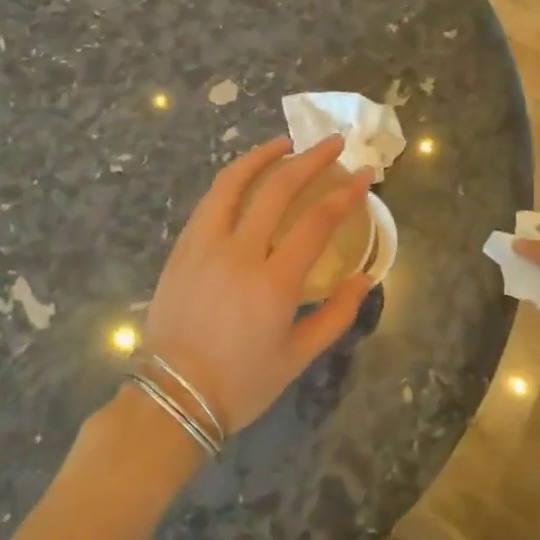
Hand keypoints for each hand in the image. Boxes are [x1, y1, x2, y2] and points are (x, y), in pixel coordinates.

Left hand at [141, 136, 374, 437]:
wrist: (174, 395)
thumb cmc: (242, 382)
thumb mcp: (298, 356)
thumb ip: (336, 314)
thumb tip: (363, 278)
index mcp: (274, 283)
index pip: (317, 221)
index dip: (346, 193)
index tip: (364, 173)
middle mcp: (239, 253)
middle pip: (278, 189)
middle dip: (311, 159)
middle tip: (333, 143)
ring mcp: (205, 246)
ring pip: (234, 183)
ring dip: (263, 156)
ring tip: (285, 143)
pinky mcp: (182, 249)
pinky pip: (209, 202)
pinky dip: (231, 180)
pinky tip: (245, 177)